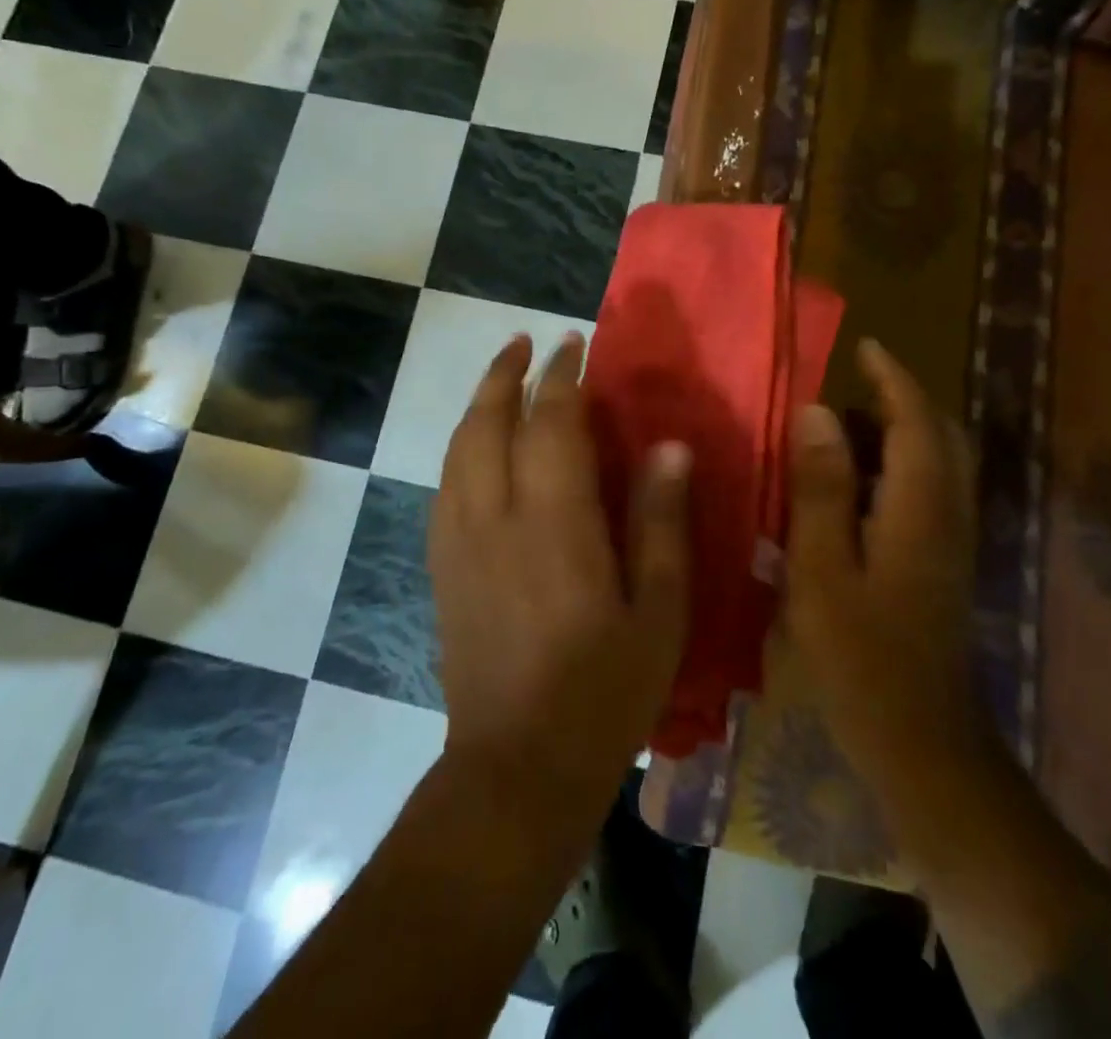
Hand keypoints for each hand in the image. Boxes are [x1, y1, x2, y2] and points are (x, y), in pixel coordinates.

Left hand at [430, 331, 690, 827]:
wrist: (516, 768)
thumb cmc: (603, 693)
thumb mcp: (658, 613)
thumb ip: (661, 524)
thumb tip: (669, 447)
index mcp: (555, 524)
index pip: (551, 424)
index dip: (562, 378)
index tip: (574, 345)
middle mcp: (495, 518)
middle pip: (488, 423)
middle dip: (505, 374)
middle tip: (525, 342)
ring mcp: (458, 542)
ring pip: (458, 449)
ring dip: (478, 404)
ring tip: (500, 377)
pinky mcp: (441, 568)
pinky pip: (444, 486)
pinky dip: (460, 448)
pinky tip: (475, 447)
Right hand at [784, 338, 984, 797]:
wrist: (923, 743)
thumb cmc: (862, 657)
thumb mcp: (823, 569)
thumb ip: (821, 488)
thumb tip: (818, 412)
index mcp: (921, 508)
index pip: (916, 421)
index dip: (893, 378)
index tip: (864, 346)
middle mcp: (948, 514)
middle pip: (939, 436)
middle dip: (900, 401)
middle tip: (849, 387)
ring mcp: (951, 542)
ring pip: (936, 464)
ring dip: (896, 433)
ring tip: (838, 429)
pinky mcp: (942, 564)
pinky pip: (926, 492)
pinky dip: (896, 468)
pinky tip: (851, 487)